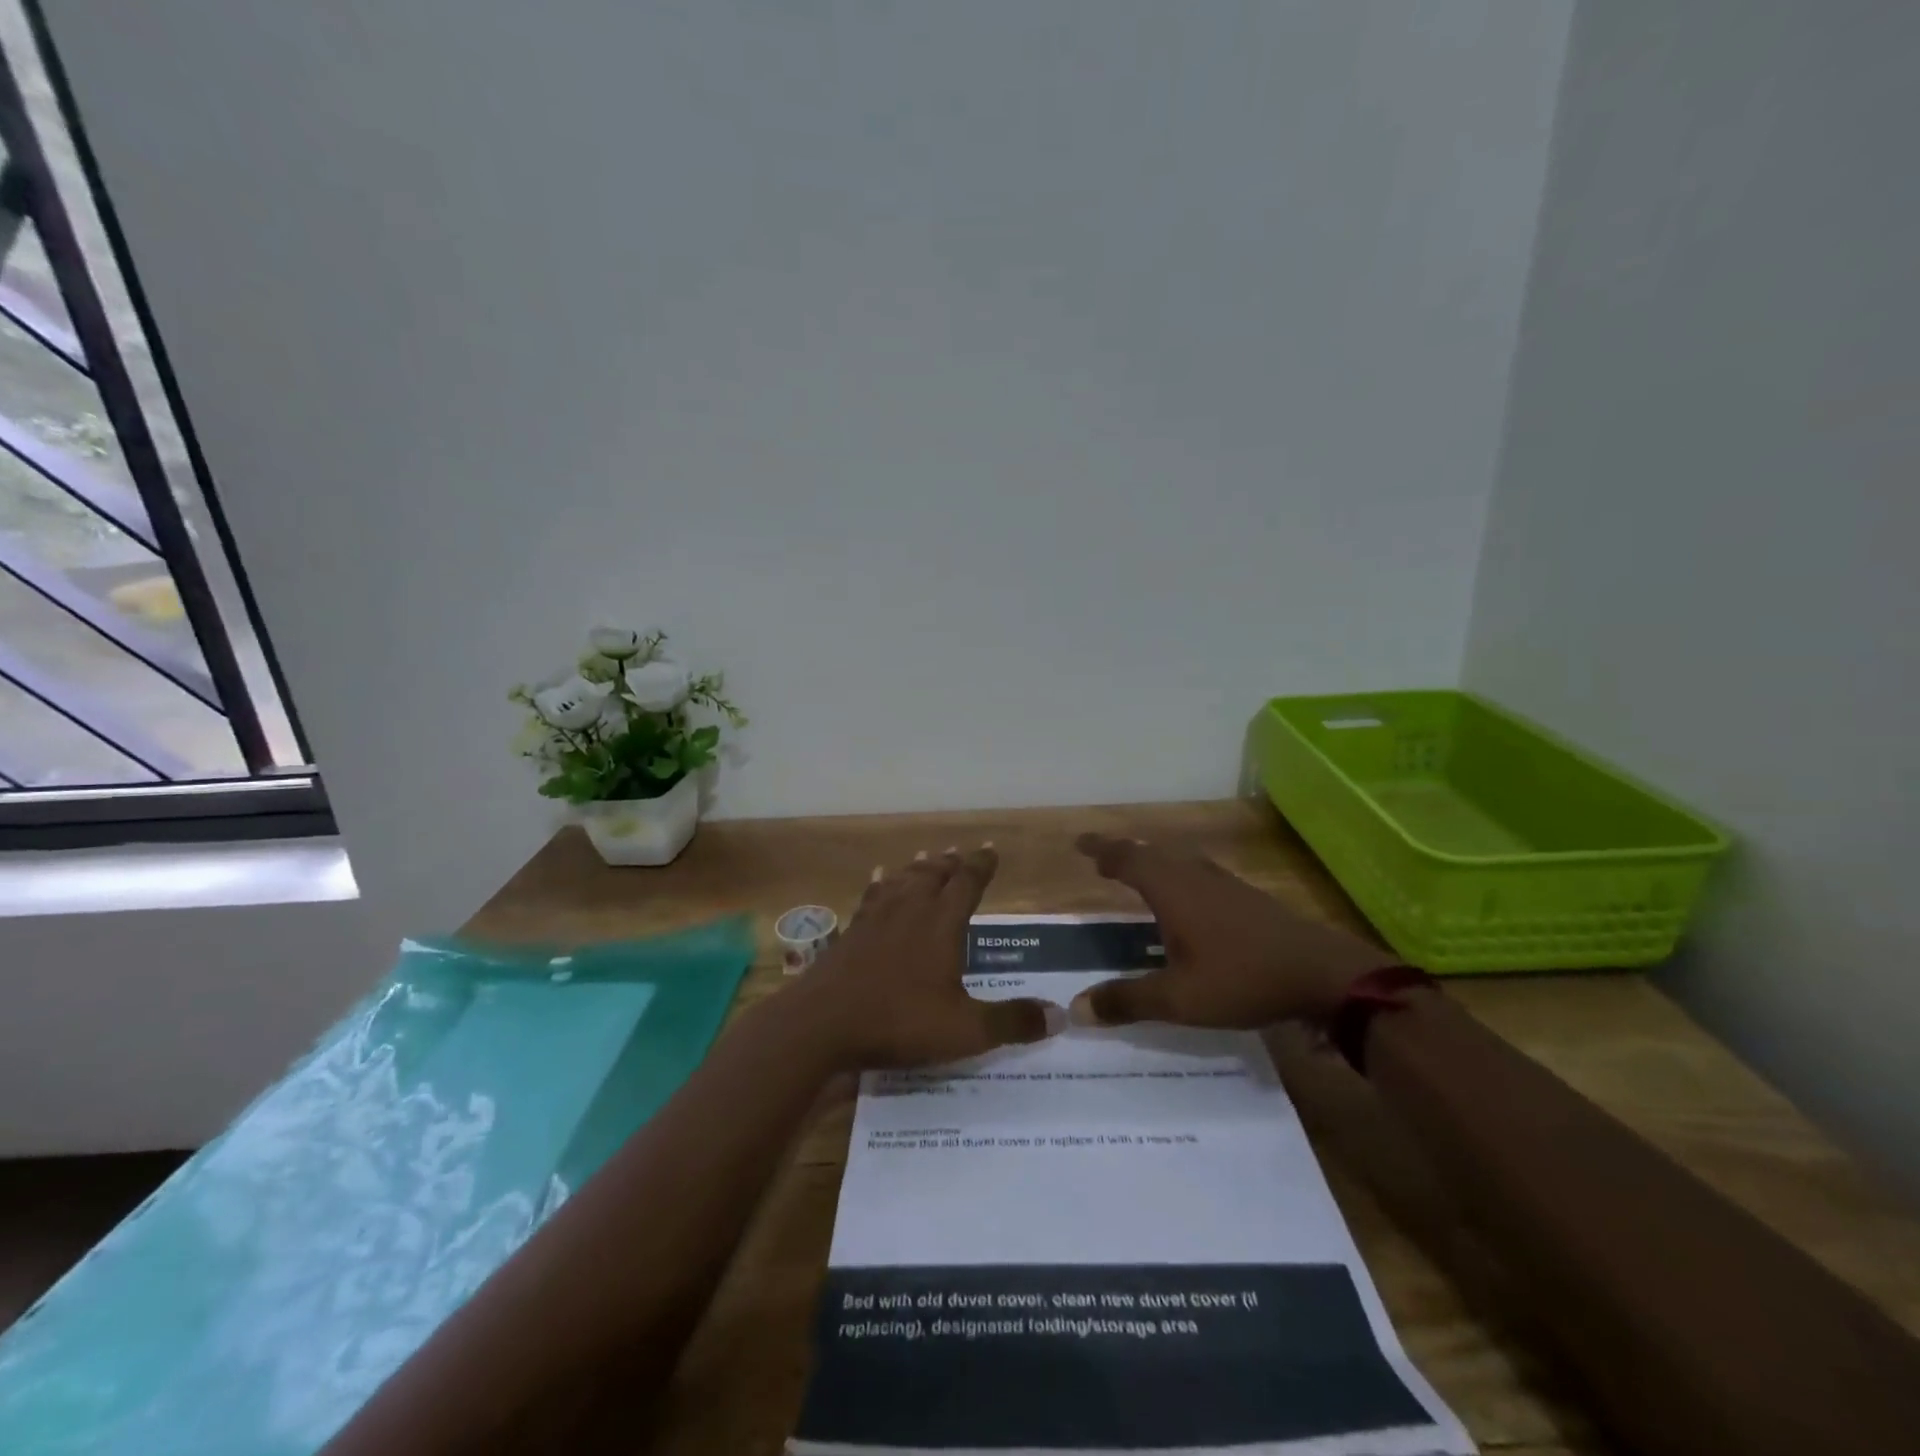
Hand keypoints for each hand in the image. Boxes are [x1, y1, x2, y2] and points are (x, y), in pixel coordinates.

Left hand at [794, 845, 1062, 1069]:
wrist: (821, 1024)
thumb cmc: (898, 1022)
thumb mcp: (965, 1031)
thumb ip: (1011, 1022)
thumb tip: (1059, 1015)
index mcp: (942, 924)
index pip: (968, 883)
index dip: (981, 865)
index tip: (991, 849)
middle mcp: (910, 909)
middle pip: (934, 875)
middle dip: (952, 863)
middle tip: (961, 852)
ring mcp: (876, 917)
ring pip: (903, 880)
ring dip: (919, 867)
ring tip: (927, 856)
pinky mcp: (852, 931)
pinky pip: (871, 896)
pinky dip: (880, 883)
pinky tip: (879, 877)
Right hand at [1068, 833, 1394, 1029]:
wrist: (1323, 974)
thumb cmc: (1243, 979)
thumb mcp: (1179, 999)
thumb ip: (1127, 1001)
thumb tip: (1076, 1009)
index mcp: (1173, 889)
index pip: (1128, 858)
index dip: (1102, 850)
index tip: (1080, 844)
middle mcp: (1195, 876)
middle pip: (1152, 853)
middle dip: (1124, 853)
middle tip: (1103, 860)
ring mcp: (1225, 884)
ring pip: (1179, 861)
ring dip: (1153, 862)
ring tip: (1137, 873)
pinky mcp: (1247, 898)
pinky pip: (1199, 873)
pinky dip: (1178, 875)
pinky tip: (1187, 899)